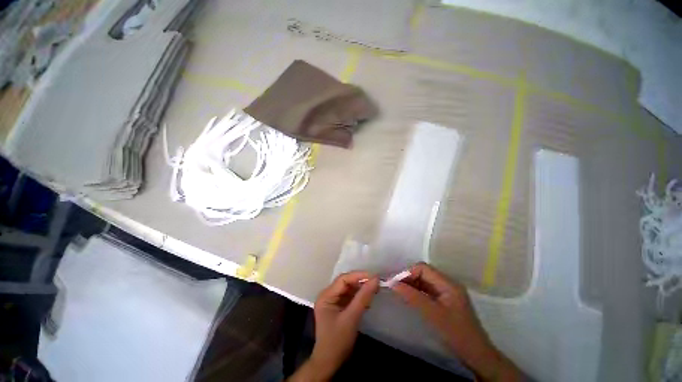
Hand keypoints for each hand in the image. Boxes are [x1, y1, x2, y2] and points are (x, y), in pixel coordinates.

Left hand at [289, 271, 378, 380]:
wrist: (330, 363)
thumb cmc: (338, 341)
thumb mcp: (351, 318)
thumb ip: (363, 297)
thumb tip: (375, 279)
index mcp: (326, 295)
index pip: (343, 279)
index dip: (359, 275)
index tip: (374, 276)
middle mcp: (328, 295)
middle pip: (346, 282)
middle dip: (361, 281)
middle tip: (377, 282)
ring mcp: (333, 301)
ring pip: (349, 289)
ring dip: (361, 288)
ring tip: (375, 288)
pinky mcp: (338, 307)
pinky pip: (350, 297)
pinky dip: (359, 296)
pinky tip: (369, 298)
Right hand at [391, 263, 521, 381]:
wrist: (476, 356)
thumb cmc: (456, 334)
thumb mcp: (433, 315)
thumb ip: (413, 297)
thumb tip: (393, 284)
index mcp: (448, 283)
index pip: (423, 268)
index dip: (408, 272)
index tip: (395, 283)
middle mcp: (448, 284)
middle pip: (424, 273)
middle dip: (409, 278)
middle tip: (395, 288)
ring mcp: (447, 292)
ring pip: (424, 281)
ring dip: (412, 285)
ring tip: (399, 292)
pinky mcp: (445, 301)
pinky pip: (427, 290)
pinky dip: (417, 292)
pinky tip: (410, 298)